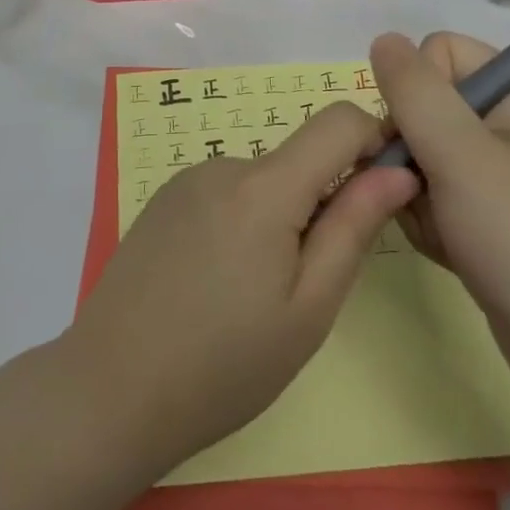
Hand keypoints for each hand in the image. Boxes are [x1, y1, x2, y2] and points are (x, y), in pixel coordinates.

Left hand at [63, 103, 418, 479]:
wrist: (110, 389)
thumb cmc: (225, 364)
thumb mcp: (309, 307)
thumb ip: (354, 226)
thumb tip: (398, 169)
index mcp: (264, 186)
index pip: (338, 120)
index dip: (374, 141)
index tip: (383, 192)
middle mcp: (223, 164)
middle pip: (298, 158)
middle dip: (321, 201)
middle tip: (305, 283)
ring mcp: (187, 179)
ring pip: (262, 181)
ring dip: (278, 218)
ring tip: (253, 294)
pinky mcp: (163, 199)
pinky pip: (225, 193)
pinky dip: (242, 222)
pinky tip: (216, 282)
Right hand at [370, 32, 509, 377]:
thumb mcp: (457, 154)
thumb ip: (413, 90)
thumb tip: (384, 39)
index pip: (439, 52)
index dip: (416, 92)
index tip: (420, 144)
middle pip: (430, 103)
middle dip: (412, 149)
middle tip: (423, 193)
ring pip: (428, 150)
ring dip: (418, 189)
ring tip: (442, 228)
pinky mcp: (504, 208)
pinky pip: (445, 188)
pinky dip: (435, 216)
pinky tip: (451, 247)